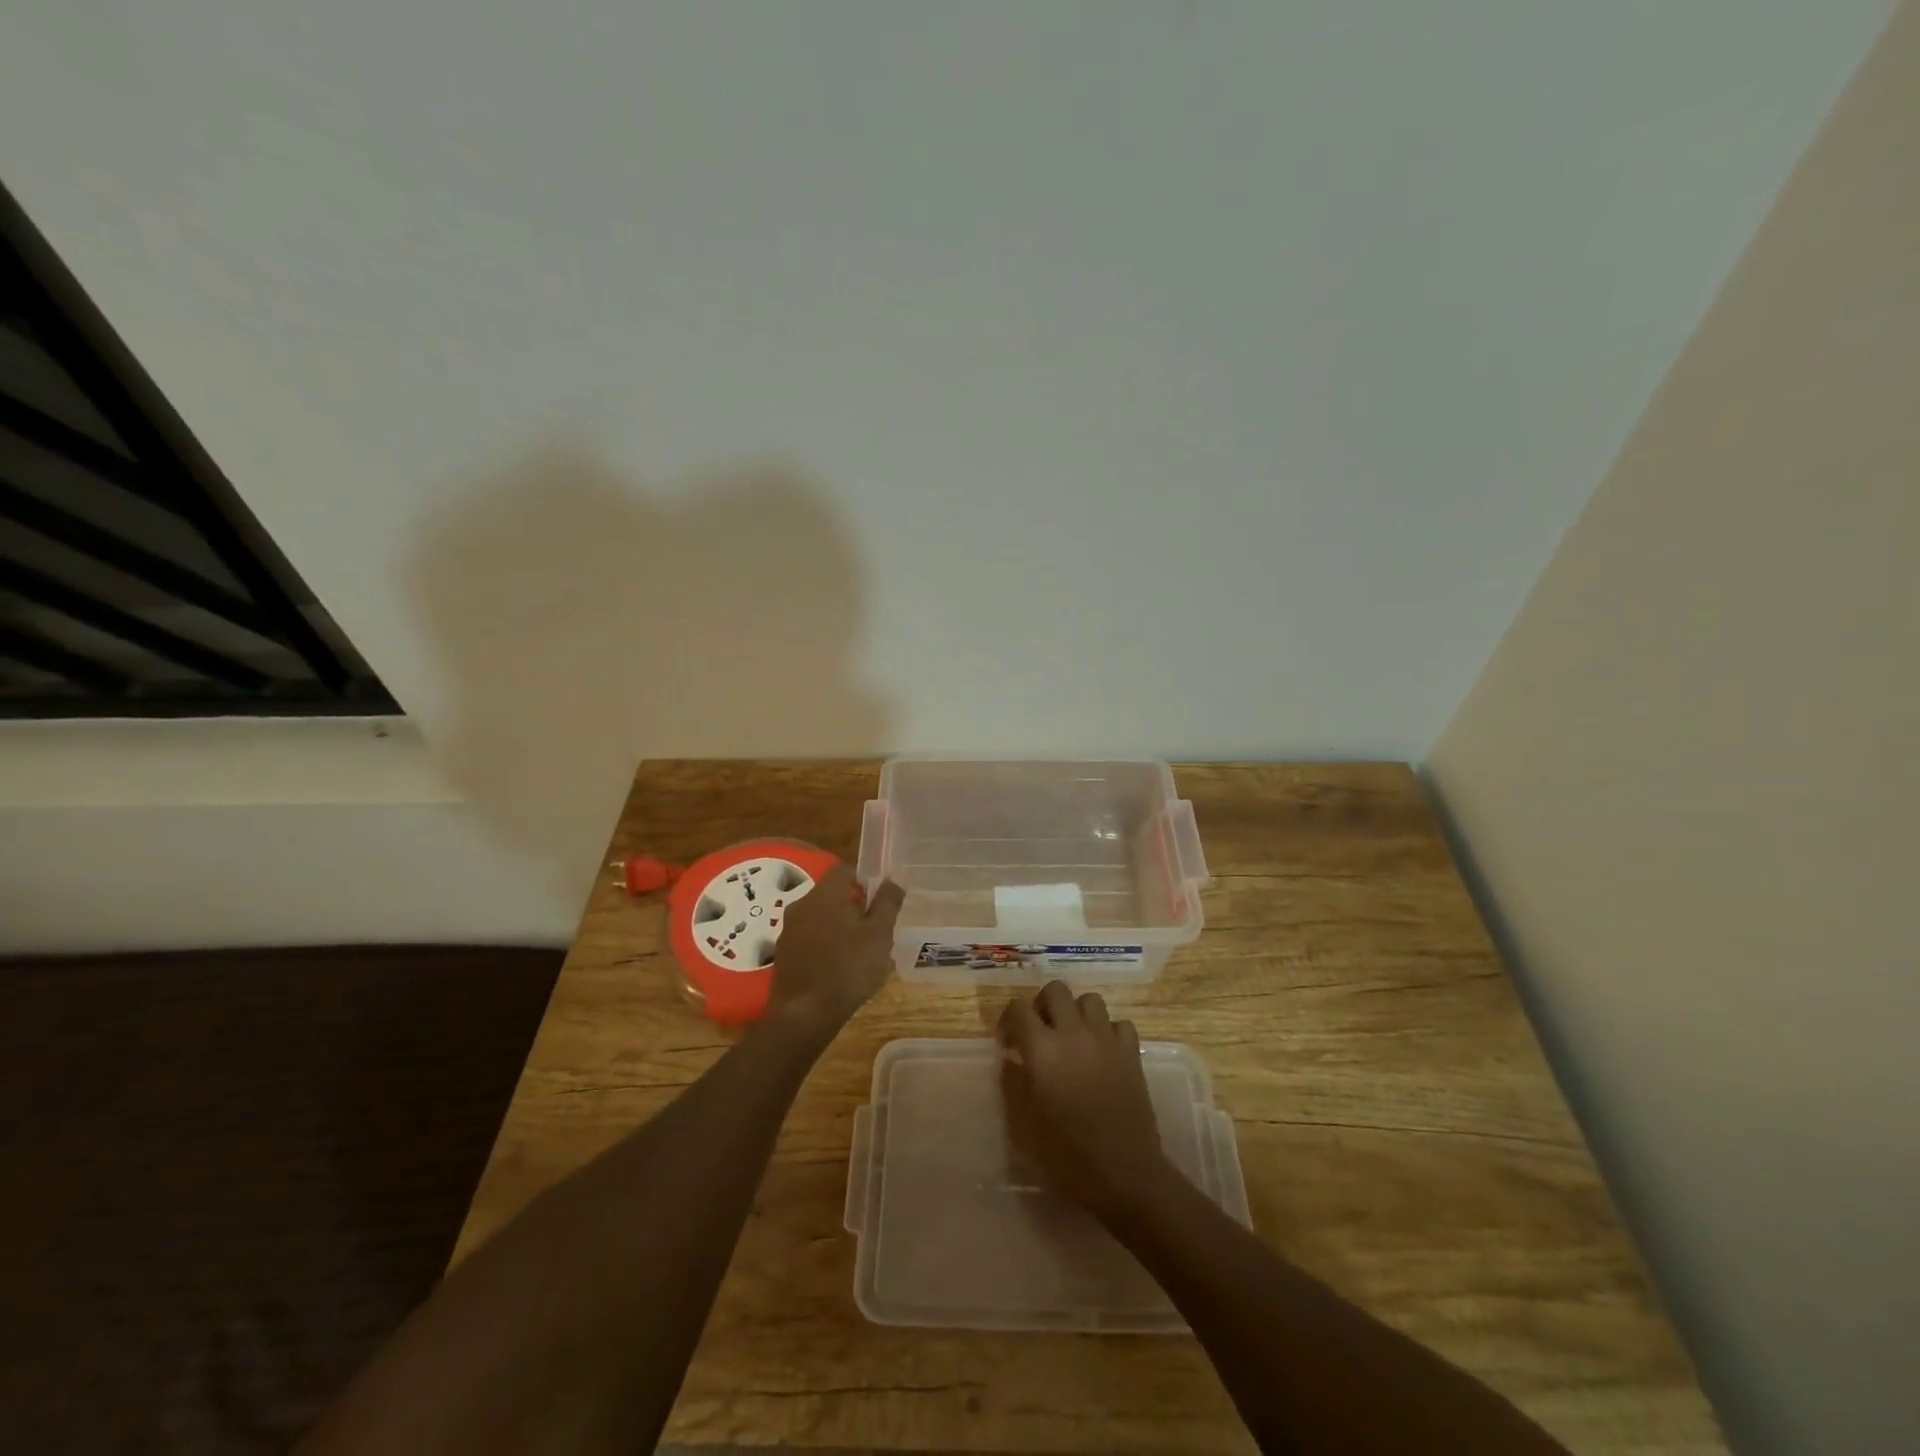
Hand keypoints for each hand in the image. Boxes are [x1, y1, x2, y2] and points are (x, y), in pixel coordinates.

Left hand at [766, 865, 903, 1036]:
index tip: (881, 900)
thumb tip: (892, 881)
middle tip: (876, 928)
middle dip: (855, 907)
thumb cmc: (848, 968)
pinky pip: (810, 939)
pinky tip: (841, 969)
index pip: (845, 870)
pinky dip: (826, 946)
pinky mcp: (783, 955)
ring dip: (841, 928)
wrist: (804, 1016)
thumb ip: (887, 903)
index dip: (866, 879)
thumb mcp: (879, 934)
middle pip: (832, 895)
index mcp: (824, 894)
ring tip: (862, 952)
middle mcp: (801, 905)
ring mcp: (788, 931)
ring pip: (821, 918)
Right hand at [996, 981, 1170, 1219]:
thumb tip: (1012, 1059)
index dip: (1009, 1020)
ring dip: (1077, 1013)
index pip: (1018, 1008)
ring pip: (1089, 999)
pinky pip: (1119, 1023)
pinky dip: (1109, 1031)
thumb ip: (1014, 1083)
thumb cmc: (1067, 1154)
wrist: (1124, 1172)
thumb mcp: (1025, 1124)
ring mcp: (1106, 1039)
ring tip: (1073, 1038)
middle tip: (1041, 1032)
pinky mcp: (1131, 1052)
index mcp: (1042, 1049)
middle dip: (1043, 1005)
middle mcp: (1073, 1033)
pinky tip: (1103, 1052)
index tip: (1009, 1043)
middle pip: (1056, 990)